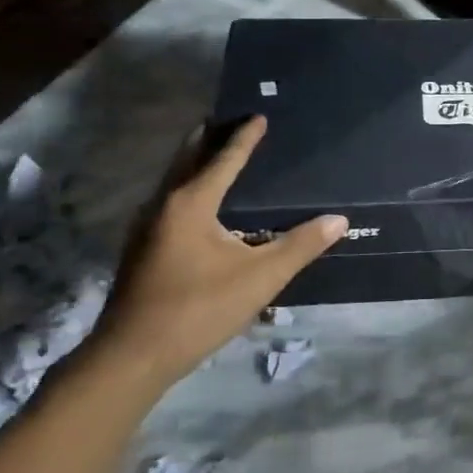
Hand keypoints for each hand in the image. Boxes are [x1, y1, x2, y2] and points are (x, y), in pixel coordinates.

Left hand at [89, 116, 345, 388]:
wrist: (133, 356)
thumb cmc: (199, 309)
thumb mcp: (260, 278)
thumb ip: (300, 246)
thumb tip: (339, 220)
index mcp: (191, 204)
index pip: (224, 159)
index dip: (245, 138)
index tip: (258, 116)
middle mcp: (163, 206)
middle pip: (188, 160)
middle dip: (209, 139)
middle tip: (230, 121)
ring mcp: (145, 228)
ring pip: (173, 181)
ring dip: (194, 163)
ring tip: (216, 155)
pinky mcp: (140, 249)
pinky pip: (168, 202)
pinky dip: (186, 188)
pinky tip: (200, 207)